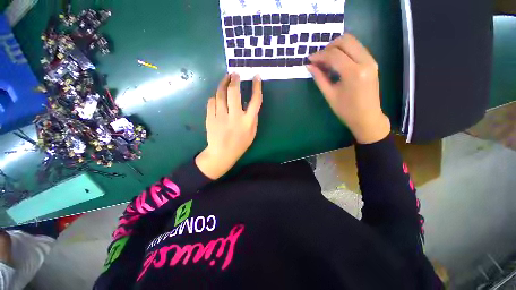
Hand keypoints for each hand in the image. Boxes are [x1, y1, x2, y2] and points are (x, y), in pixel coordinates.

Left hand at [195, 73, 262, 179]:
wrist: (221, 154)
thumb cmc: (240, 144)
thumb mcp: (252, 133)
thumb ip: (253, 118)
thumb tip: (250, 103)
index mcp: (247, 122)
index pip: (255, 100)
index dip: (257, 87)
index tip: (256, 77)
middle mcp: (234, 117)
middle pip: (234, 92)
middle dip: (234, 80)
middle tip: (235, 74)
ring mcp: (220, 117)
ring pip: (220, 94)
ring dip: (223, 83)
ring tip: (226, 79)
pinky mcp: (210, 118)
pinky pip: (212, 101)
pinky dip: (215, 97)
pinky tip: (218, 97)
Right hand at [307, 34, 389, 143]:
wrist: (367, 117)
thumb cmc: (346, 110)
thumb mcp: (330, 95)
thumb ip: (319, 78)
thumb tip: (309, 66)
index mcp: (353, 73)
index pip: (334, 55)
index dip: (319, 55)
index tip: (309, 59)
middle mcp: (365, 61)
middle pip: (346, 40)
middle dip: (329, 46)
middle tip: (319, 58)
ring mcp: (371, 61)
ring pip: (353, 42)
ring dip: (337, 47)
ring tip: (326, 60)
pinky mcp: (372, 62)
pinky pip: (357, 48)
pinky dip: (345, 51)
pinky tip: (337, 62)